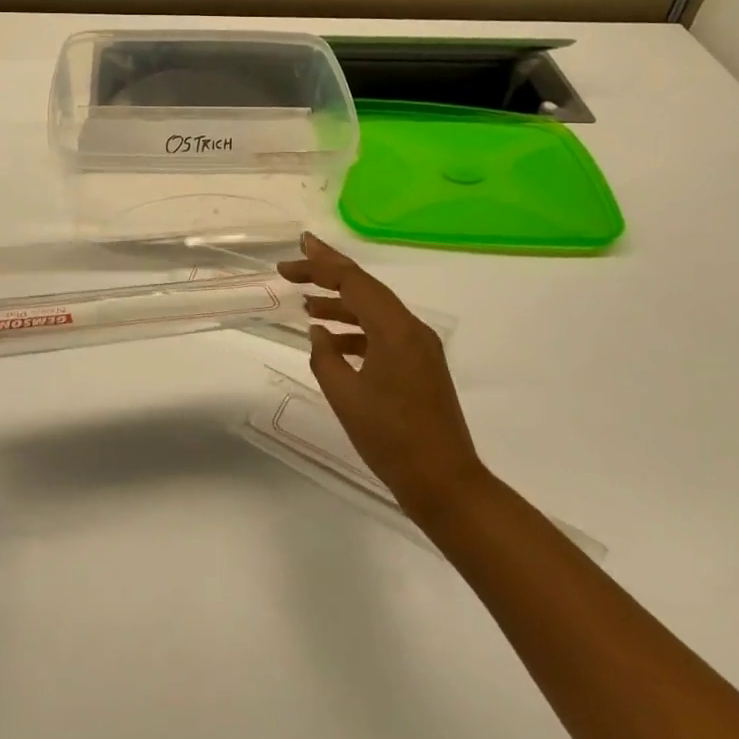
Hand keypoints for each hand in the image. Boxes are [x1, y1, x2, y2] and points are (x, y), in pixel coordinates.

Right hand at [279, 233, 487, 526]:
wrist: (445, 483)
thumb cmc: (392, 440)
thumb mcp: (346, 397)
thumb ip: (326, 358)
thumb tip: (319, 333)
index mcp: (395, 330)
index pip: (353, 282)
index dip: (320, 264)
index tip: (292, 255)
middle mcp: (411, 328)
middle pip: (365, 289)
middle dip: (328, 274)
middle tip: (295, 263)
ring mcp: (420, 346)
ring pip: (375, 311)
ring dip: (341, 304)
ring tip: (306, 305)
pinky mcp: (421, 365)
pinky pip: (384, 333)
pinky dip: (357, 330)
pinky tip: (333, 341)